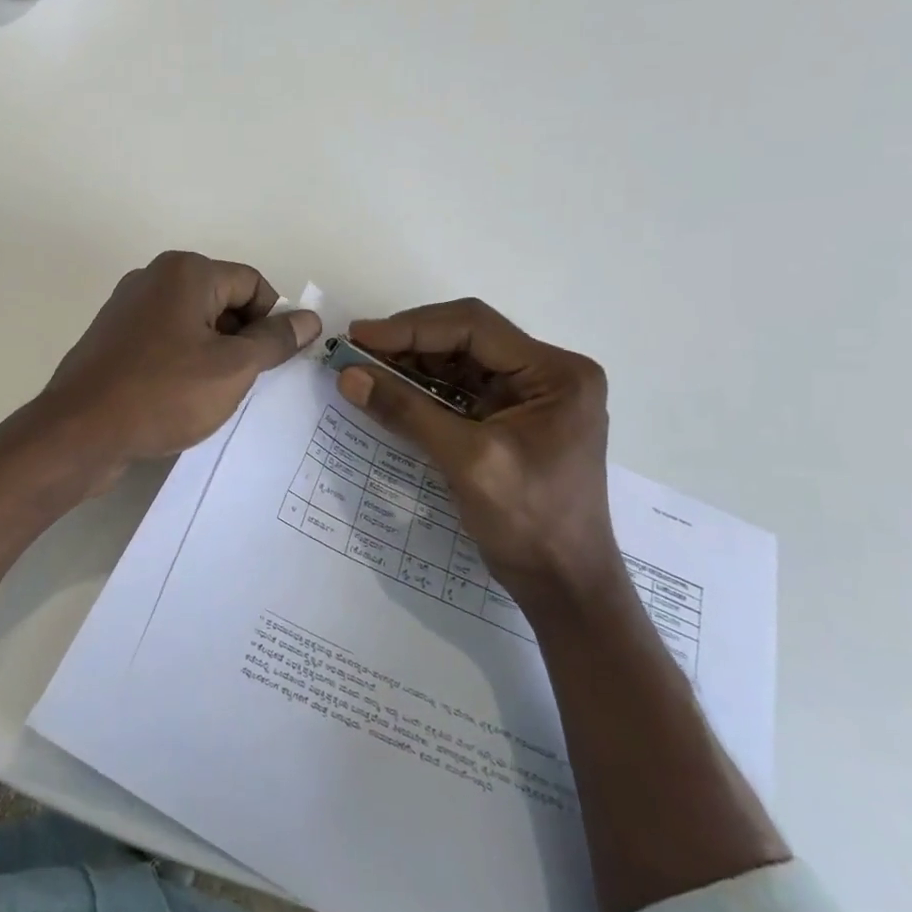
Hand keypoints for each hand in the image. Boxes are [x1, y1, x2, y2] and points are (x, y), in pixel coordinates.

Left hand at [40, 251, 321, 474]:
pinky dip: (183, 365)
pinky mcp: (113, 340)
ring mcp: (128, 309)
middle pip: (222, 300)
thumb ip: (275, 340)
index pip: (252, 284)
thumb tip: (309, 319)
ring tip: (214, 396)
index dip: (272, 321)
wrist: (79, 432)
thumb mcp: (232, 368)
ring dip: (214, 356)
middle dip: (242, 339)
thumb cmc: (163, 393)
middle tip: (245, 383)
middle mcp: (153, 279)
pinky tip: (182, 399)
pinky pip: (165, 343)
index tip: (274, 363)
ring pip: (193, 325)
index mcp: (185, 272)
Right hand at [336, 300, 620, 611]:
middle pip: (467, 338)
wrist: (563, 584)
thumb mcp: (466, 461)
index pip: (474, 328)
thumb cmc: (529, 522)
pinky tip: (392, 391)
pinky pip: (462, 389)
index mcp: (556, 373)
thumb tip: (348, 375)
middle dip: (409, 343)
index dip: (411, 328)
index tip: (359, 337)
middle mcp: (549, 373)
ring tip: (365, 368)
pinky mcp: (513, 417)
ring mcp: (532, 395)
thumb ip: (407, 411)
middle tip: (356, 351)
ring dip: (413, 364)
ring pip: (461, 361)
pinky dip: (425, 389)